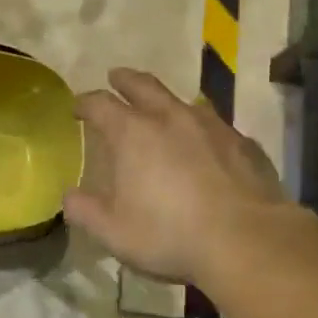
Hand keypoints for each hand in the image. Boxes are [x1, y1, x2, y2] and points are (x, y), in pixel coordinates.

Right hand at [64, 68, 292, 285]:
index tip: (78, 107)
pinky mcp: (243, 143)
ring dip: (167, 101)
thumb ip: (86, 211)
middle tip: (116, 77)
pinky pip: (216, 127)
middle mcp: (171, 118)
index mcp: (133, 133)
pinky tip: (205, 146)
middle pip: (143, 85)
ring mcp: (212, 126)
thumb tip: (70, 197)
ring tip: (162, 110)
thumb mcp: (114, 232)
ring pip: (183, 101)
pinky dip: (202, 130)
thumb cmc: (170, 234)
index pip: (101, 104)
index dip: (85, 102)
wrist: (246, 240)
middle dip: (125, 79)